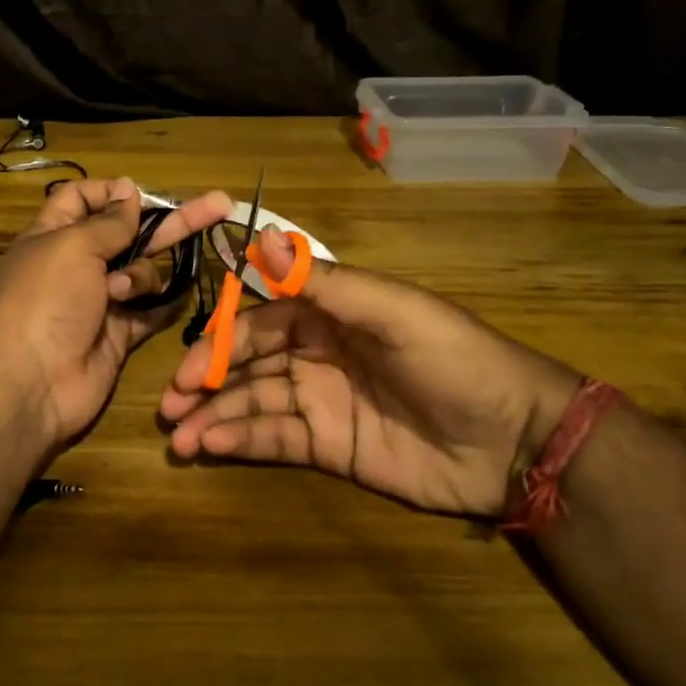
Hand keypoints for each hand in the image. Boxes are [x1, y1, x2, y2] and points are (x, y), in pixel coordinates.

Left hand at [0, 178, 233, 449]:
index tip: (139, 194)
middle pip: (130, 232)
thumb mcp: (73, 246)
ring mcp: (100, 300)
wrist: (31, 382)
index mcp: (54, 234)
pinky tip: (182, 293)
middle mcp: (78, 263)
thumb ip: (109, 221)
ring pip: (143, 271)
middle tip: (220, 204)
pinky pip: (151, 310)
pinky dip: (164, 303)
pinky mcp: (118, 333)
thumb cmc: (45, 300)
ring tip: (120, 293)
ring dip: (141, 276)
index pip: (83, 198)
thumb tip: (127, 189)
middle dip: (171, 220)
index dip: (111, 192)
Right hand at [159, 229, 582, 518]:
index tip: (188, 363)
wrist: (514, 439)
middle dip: (207, 380)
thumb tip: (256, 238)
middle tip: (170, 403)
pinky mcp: (330, 447)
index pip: (260, 321)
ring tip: (179, 437)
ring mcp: (321, 401)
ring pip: (254, 403)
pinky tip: (212, 448)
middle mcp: (316, 353)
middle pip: (248, 363)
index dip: (222, 340)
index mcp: (329, 314)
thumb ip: (321, 282)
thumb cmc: (453, 358)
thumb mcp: (391, 310)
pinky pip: (276, 440)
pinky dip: (241, 441)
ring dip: (215, 416)